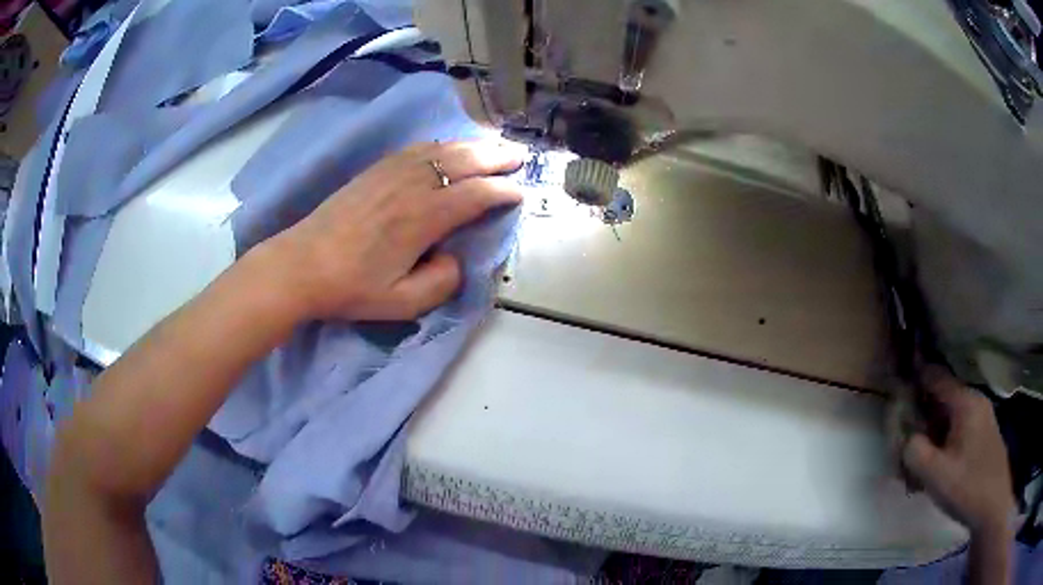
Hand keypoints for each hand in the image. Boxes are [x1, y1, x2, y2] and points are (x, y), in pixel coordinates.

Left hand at [264, 139, 525, 320]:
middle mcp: (412, 186)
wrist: (301, 265)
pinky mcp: (375, 169)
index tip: (519, 194)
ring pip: (442, 149)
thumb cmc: (351, 288)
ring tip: (494, 145)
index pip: (475, 195)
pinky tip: (448, 146)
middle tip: (520, 157)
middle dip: (496, 157)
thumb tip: (455, 258)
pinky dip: (441, 144)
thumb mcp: (402, 303)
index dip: (503, 192)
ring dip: (473, 145)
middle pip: (464, 161)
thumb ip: (441, 283)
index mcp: (423, 218)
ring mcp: (392, 172)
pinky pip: (416, 148)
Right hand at [903, 369, 1014, 536]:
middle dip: (921, 417)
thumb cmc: (967, 487)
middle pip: (942, 399)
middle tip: (902, 443)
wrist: (992, 506)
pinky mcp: (983, 435)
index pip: (936, 377)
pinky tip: (936, 469)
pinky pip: (958, 430)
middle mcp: (975, 402)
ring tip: (917, 465)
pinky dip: (943, 443)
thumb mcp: (935, 475)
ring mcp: (981, 418)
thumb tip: (905, 438)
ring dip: (931, 434)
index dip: (915, 379)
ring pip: (949, 417)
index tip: (895, 388)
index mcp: (966, 402)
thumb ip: (914, 451)